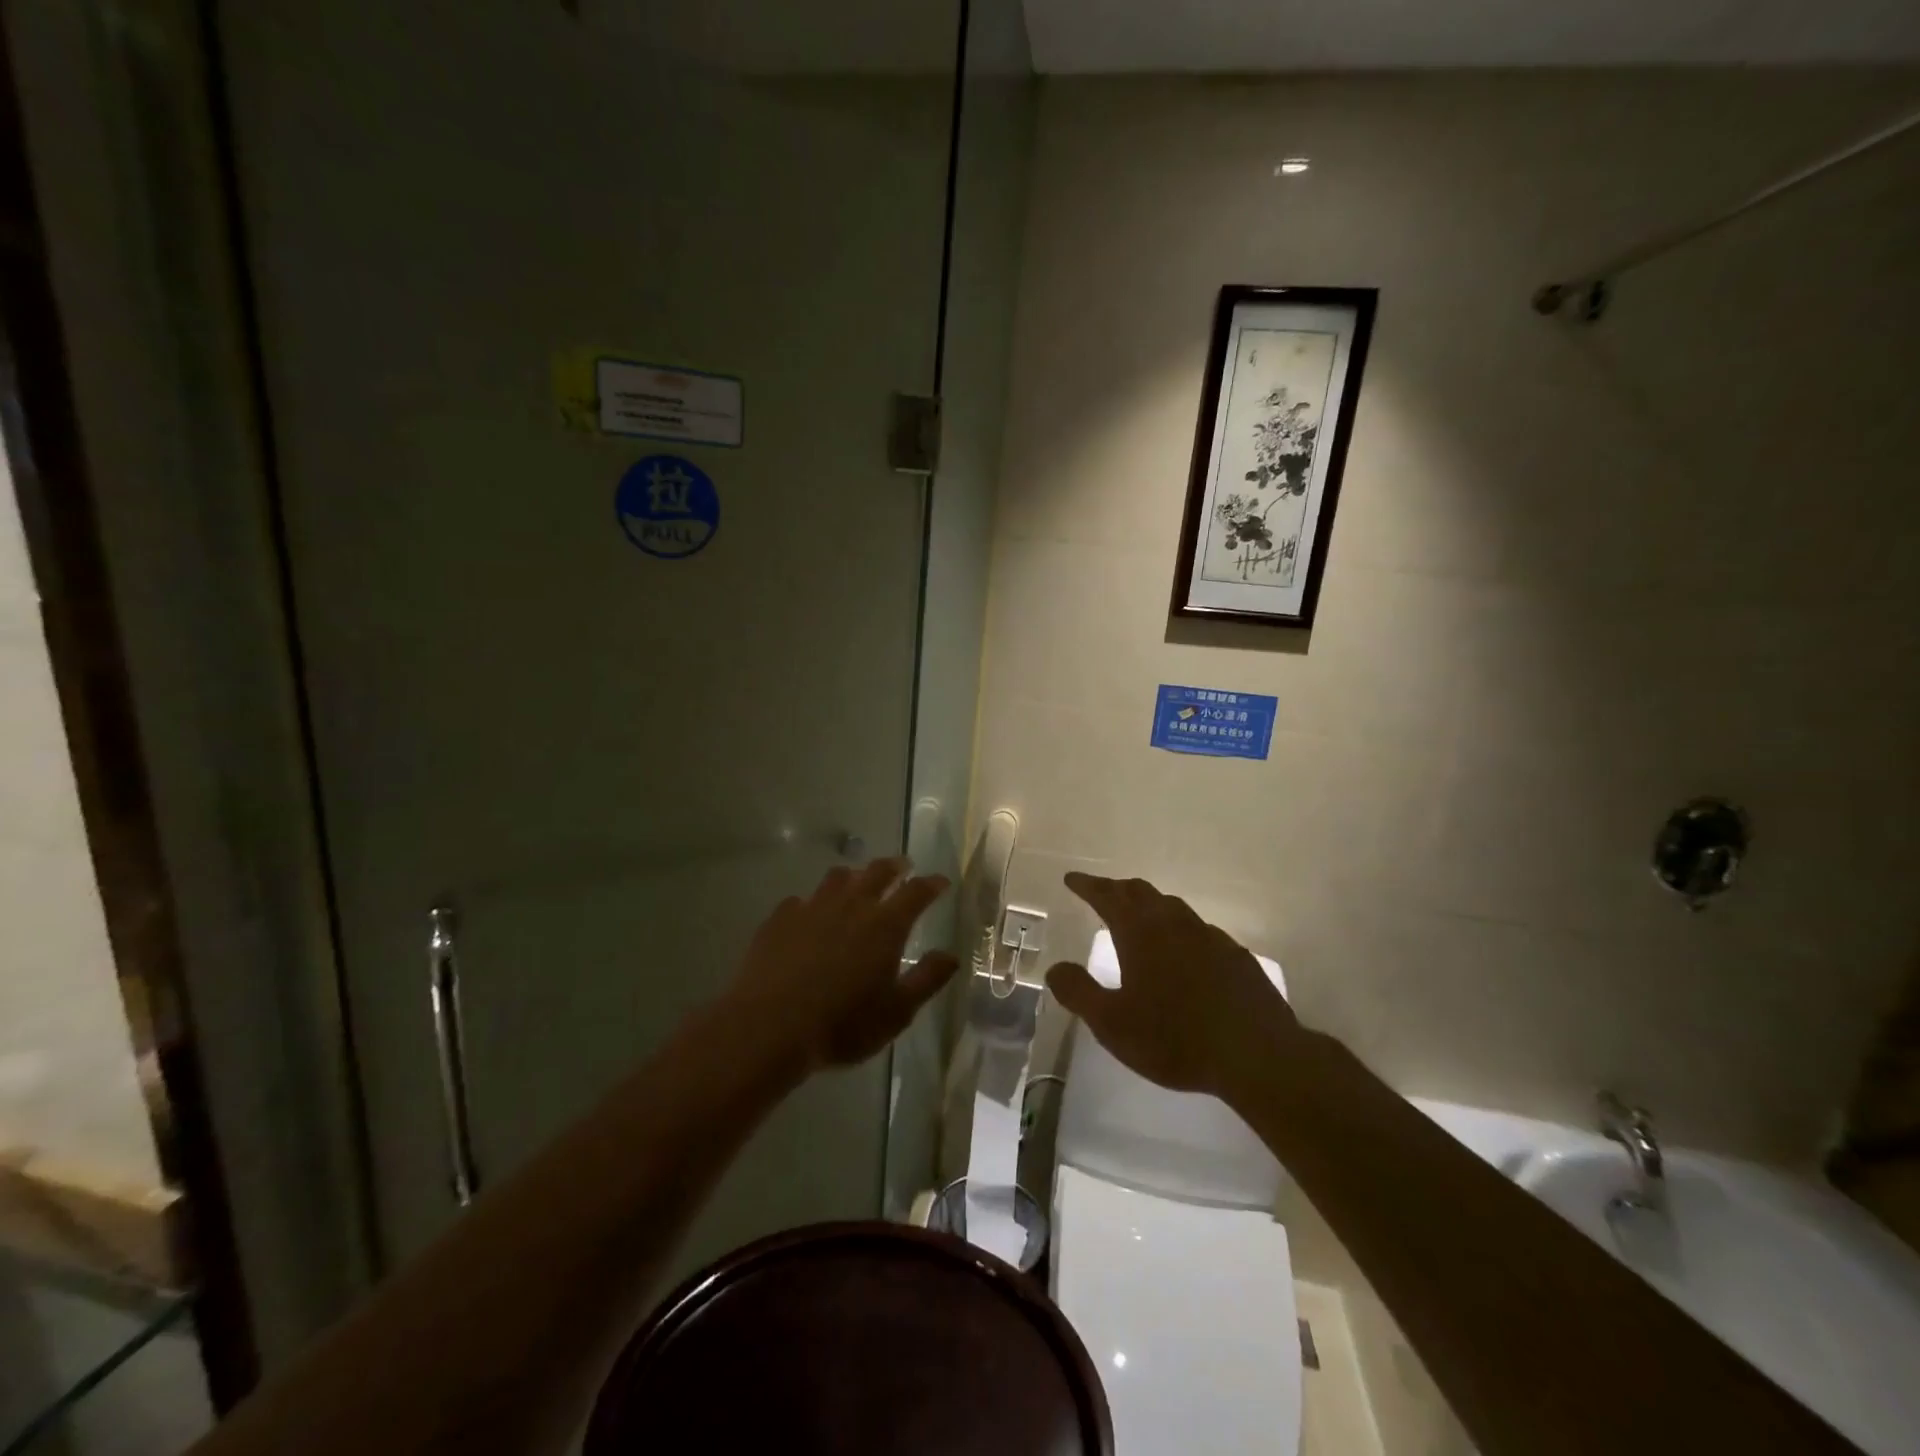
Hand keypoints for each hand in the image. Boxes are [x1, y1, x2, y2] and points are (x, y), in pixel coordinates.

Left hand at [725, 858, 958, 1076]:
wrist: (769, 1027)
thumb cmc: (842, 1024)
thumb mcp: (896, 1012)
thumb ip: (927, 979)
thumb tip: (951, 955)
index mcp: (885, 925)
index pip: (916, 892)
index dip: (931, 884)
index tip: (940, 881)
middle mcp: (852, 905)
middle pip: (877, 872)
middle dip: (894, 867)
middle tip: (903, 866)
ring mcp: (812, 908)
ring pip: (837, 878)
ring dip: (853, 876)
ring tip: (856, 882)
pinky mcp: (780, 919)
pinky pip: (801, 900)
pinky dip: (812, 903)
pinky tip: (809, 915)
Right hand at [1046, 873, 1303, 1101]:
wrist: (1257, 1054)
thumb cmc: (1175, 1038)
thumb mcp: (1112, 1024)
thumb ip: (1079, 993)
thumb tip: (1055, 968)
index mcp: (1141, 934)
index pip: (1108, 896)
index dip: (1088, 885)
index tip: (1072, 878)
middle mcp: (1175, 924)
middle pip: (1142, 893)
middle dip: (1118, 889)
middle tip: (1103, 892)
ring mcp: (1210, 938)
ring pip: (1174, 908)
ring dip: (1152, 905)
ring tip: (1142, 916)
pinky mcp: (1237, 957)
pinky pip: (1201, 931)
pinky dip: (1182, 931)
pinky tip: (1187, 951)